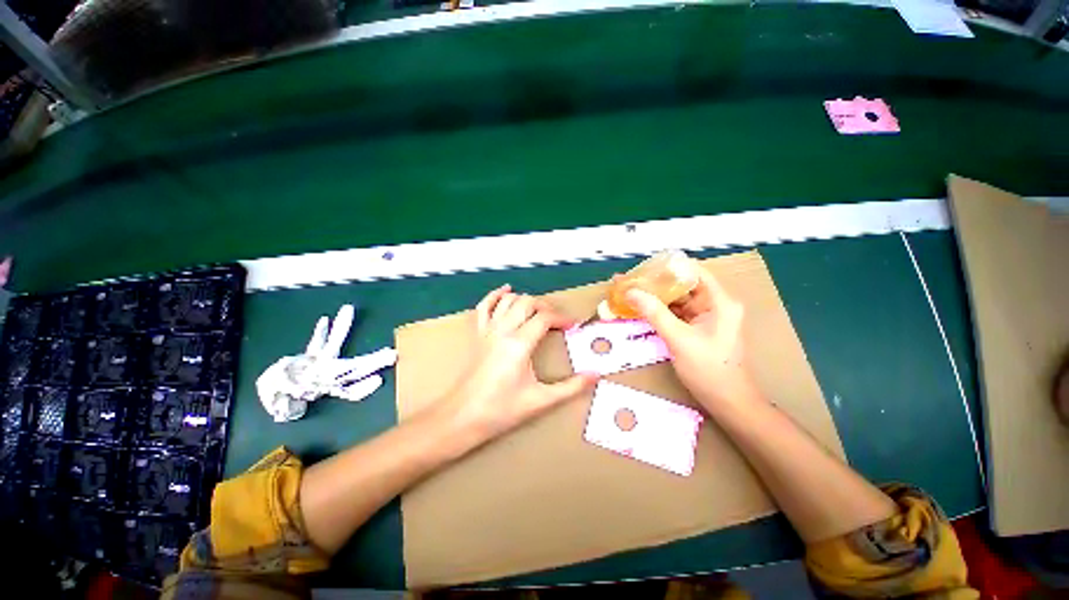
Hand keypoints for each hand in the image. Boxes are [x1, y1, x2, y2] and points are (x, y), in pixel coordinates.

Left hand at [438, 285, 596, 442]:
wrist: (462, 417)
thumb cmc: (501, 410)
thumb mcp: (540, 400)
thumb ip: (570, 387)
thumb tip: (595, 375)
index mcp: (519, 343)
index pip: (545, 318)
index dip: (562, 319)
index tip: (573, 327)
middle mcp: (503, 330)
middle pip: (528, 303)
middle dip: (546, 307)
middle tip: (557, 321)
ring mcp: (487, 330)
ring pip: (508, 300)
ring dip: (526, 300)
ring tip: (538, 311)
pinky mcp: (477, 334)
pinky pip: (484, 306)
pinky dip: (496, 295)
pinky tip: (506, 291)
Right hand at [626, 268, 760, 411]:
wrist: (727, 402)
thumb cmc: (709, 371)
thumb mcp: (679, 340)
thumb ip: (654, 313)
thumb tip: (630, 292)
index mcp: (719, 301)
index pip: (693, 271)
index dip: (668, 267)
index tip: (642, 268)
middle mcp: (714, 304)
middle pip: (682, 284)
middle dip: (654, 283)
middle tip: (629, 281)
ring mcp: (705, 316)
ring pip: (676, 299)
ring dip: (654, 296)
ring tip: (629, 292)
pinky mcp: (696, 327)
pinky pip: (675, 312)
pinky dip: (658, 310)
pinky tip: (640, 308)